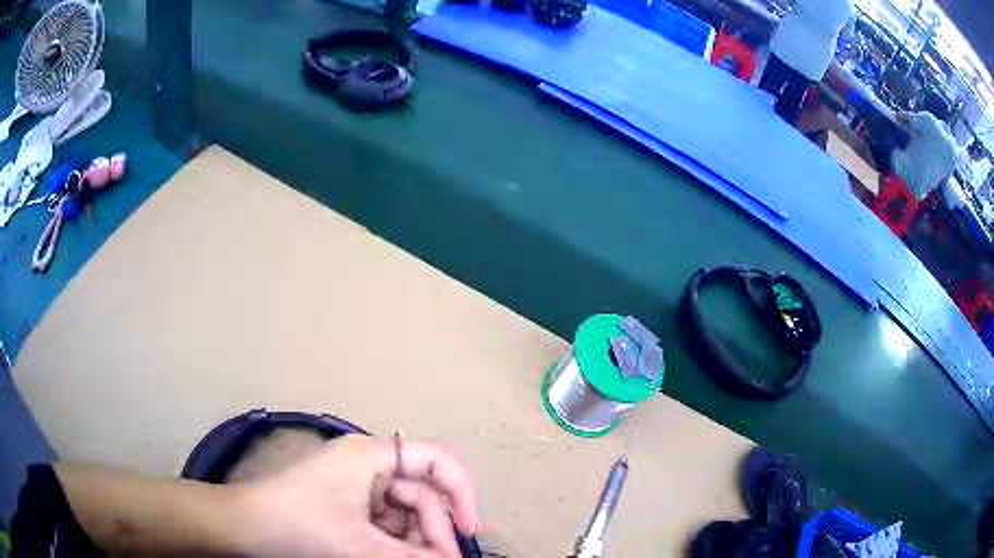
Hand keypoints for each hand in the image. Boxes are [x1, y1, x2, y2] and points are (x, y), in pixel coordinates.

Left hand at [234, 434, 479, 557]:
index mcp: (372, 456)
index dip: (462, 492)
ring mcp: (356, 486)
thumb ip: (414, 557)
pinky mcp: (346, 505)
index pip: (436, 460)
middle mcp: (368, 465)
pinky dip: (395, 543)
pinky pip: (384, 523)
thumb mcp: (362, 545)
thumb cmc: (302, 525)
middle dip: (434, 531)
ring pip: (404, 514)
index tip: (470, 531)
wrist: (246, 528)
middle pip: (420, 495)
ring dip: (414, 541)